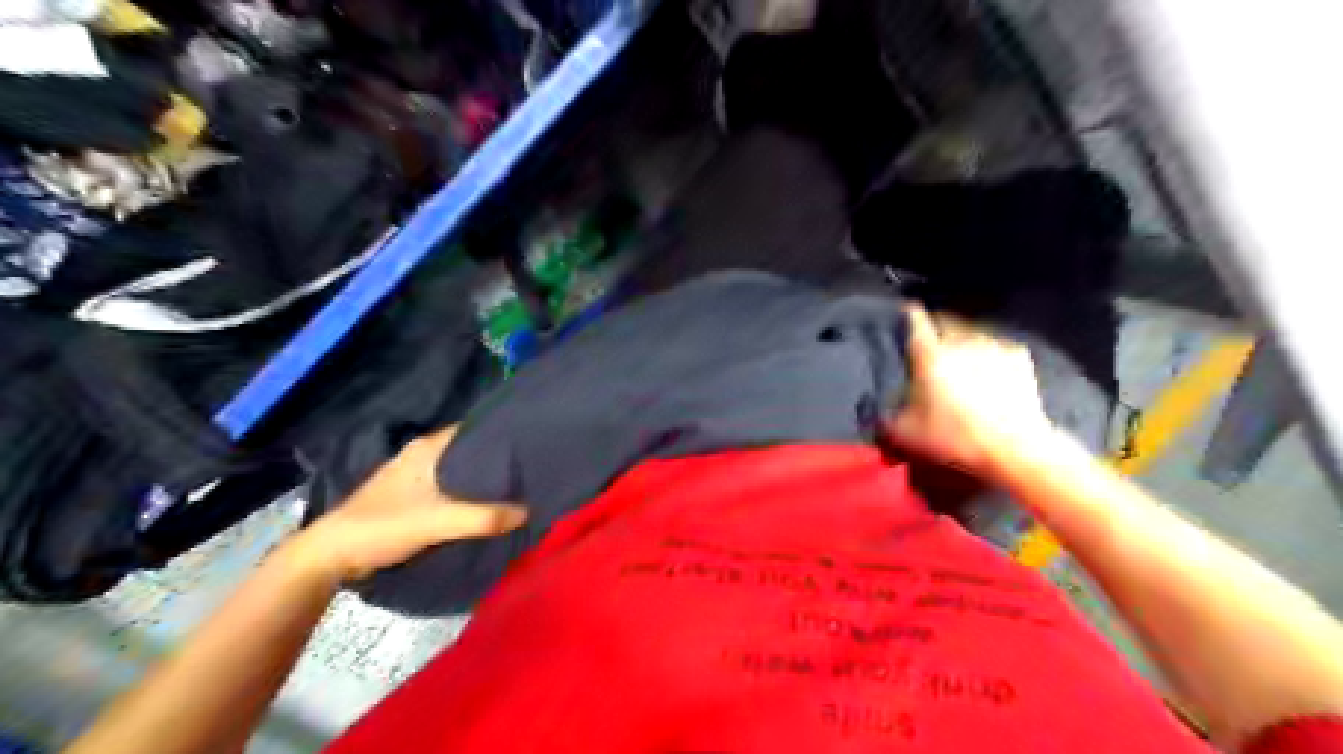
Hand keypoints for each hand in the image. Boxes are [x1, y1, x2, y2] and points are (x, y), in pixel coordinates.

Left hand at [288, 425, 529, 582]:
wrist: (331, 556)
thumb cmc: (382, 526)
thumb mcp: (436, 521)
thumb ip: (482, 517)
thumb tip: (529, 511)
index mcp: (428, 448)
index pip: (475, 429)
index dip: (503, 434)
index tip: (533, 444)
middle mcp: (424, 455)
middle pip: (471, 451)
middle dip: (499, 459)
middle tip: (533, 469)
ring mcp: (417, 476)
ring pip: (461, 471)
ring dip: (484, 479)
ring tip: (519, 487)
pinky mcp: (413, 497)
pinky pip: (452, 488)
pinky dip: (470, 494)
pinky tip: (489, 506)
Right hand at [890, 305, 1052, 477]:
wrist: (1014, 449)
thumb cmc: (954, 439)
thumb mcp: (904, 435)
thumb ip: (883, 417)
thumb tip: (874, 410)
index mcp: (929, 353)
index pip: (913, 319)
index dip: (906, 316)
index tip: (903, 315)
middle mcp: (960, 340)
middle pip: (944, 320)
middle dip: (935, 329)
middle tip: (929, 348)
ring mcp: (992, 344)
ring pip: (970, 331)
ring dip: (961, 341)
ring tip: (958, 361)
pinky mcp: (1018, 355)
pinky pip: (994, 345)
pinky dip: (987, 353)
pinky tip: (986, 371)